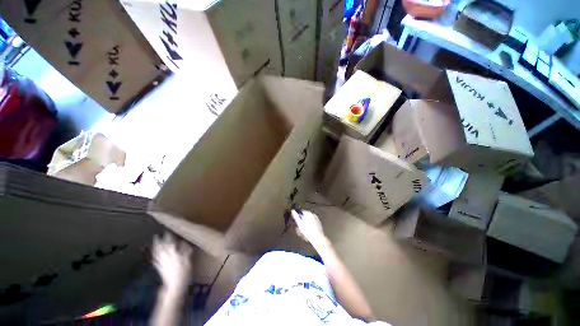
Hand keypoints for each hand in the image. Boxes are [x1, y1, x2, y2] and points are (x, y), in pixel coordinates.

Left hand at [152, 233, 192, 292]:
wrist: (175, 284)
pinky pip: (154, 257)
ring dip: (154, 245)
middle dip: (158, 239)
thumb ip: (185, 248)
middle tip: (157, 234)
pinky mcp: (158, 266)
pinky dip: (153, 253)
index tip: (168, 229)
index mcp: (172, 251)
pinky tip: (153, 252)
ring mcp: (160, 260)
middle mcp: (164, 254)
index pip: (169, 240)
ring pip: (156, 251)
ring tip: (154, 241)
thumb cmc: (184, 270)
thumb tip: (183, 241)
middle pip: (160, 245)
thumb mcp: (188, 257)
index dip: (168, 234)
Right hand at [291, 209, 325, 246]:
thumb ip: (296, 216)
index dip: (298, 218)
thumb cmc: (307, 231)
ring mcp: (317, 219)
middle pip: (304, 217)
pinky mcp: (319, 224)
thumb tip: (292, 210)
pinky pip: (312, 224)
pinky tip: (308, 232)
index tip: (297, 223)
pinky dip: (310, 227)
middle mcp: (313, 214)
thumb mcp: (299, 224)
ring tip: (304, 233)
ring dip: (305, 225)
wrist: (318, 238)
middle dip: (301, 223)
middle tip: (300, 230)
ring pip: (308, 221)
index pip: (301, 212)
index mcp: (308, 213)